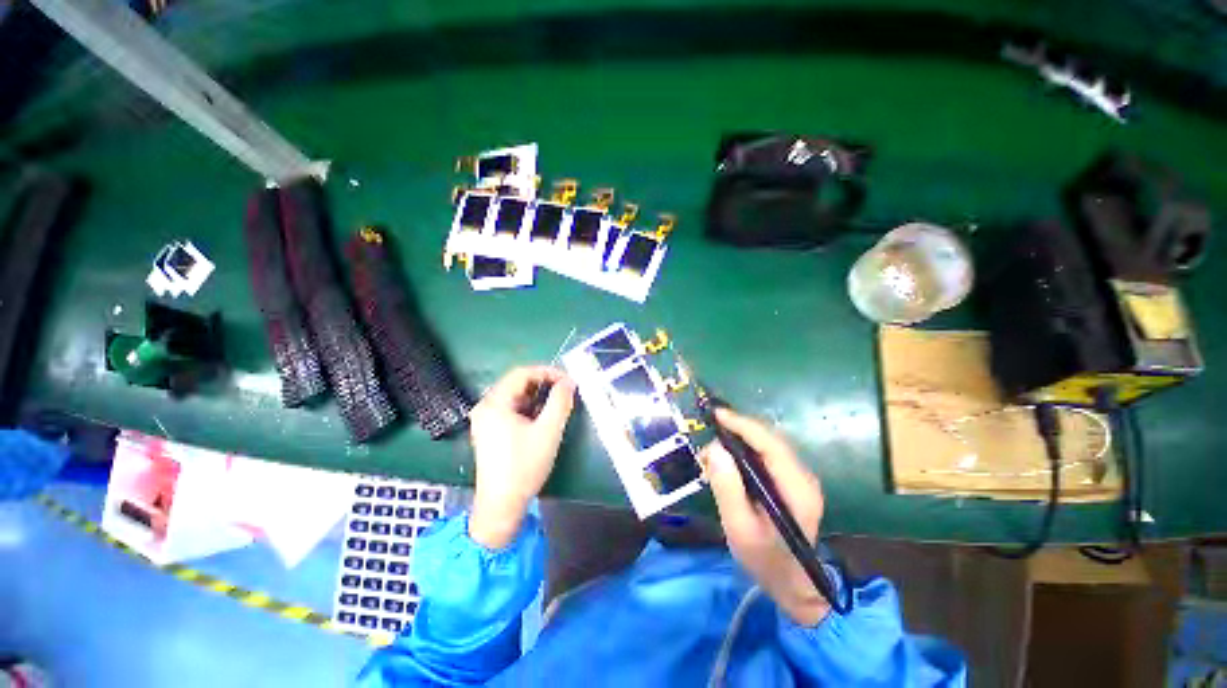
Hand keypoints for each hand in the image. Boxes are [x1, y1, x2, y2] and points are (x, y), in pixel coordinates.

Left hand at [468, 366, 575, 548]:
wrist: (501, 505)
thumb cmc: (524, 466)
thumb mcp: (548, 431)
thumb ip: (560, 402)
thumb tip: (569, 382)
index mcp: (495, 403)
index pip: (522, 373)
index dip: (547, 372)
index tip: (568, 381)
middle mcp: (486, 407)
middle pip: (518, 383)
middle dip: (544, 384)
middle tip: (566, 391)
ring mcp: (486, 420)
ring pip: (516, 397)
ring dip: (538, 396)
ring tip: (559, 403)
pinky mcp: (490, 431)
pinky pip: (512, 409)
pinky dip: (530, 408)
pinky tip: (544, 417)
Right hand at [700, 407, 829, 625]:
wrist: (791, 582)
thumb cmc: (764, 559)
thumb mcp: (739, 528)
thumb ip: (727, 488)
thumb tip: (715, 449)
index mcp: (797, 489)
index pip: (770, 443)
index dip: (742, 425)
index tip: (716, 415)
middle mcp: (803, 476)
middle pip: (770, 439)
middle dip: (738, 431)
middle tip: (709, 436)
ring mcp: (799, 477)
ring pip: (767, 444)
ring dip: (740, 440)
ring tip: (714, 451)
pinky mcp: (791, 480)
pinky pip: (766, 454)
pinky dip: (745, 450)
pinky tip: (729, 461)